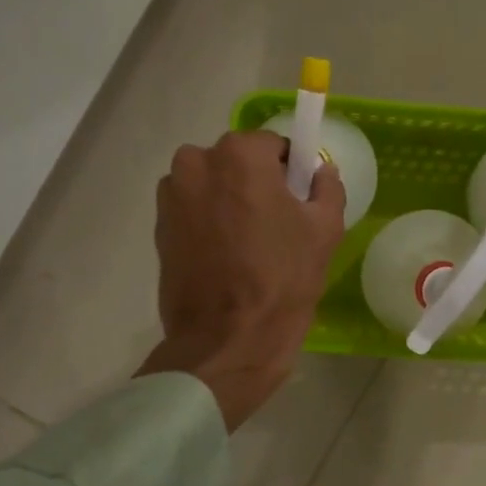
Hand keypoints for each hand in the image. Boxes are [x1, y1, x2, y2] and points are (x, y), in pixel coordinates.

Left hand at [138, 130, 344, 430]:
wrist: (226, 339)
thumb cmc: (282, 279)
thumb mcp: (325, 230)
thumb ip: (327, 187)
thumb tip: (319, 171)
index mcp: (239, 154)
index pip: (273, 146)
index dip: (290, 172)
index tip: (298, 202)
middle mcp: (196, 162)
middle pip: (238, 162)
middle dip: (256, 183)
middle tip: (275, 225)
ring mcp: (171, 194)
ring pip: (212, 184)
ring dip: (229, 201)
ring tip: (247, 244)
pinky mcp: (158, 225)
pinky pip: (193, 209)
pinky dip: (208, 222)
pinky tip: (224, 256)